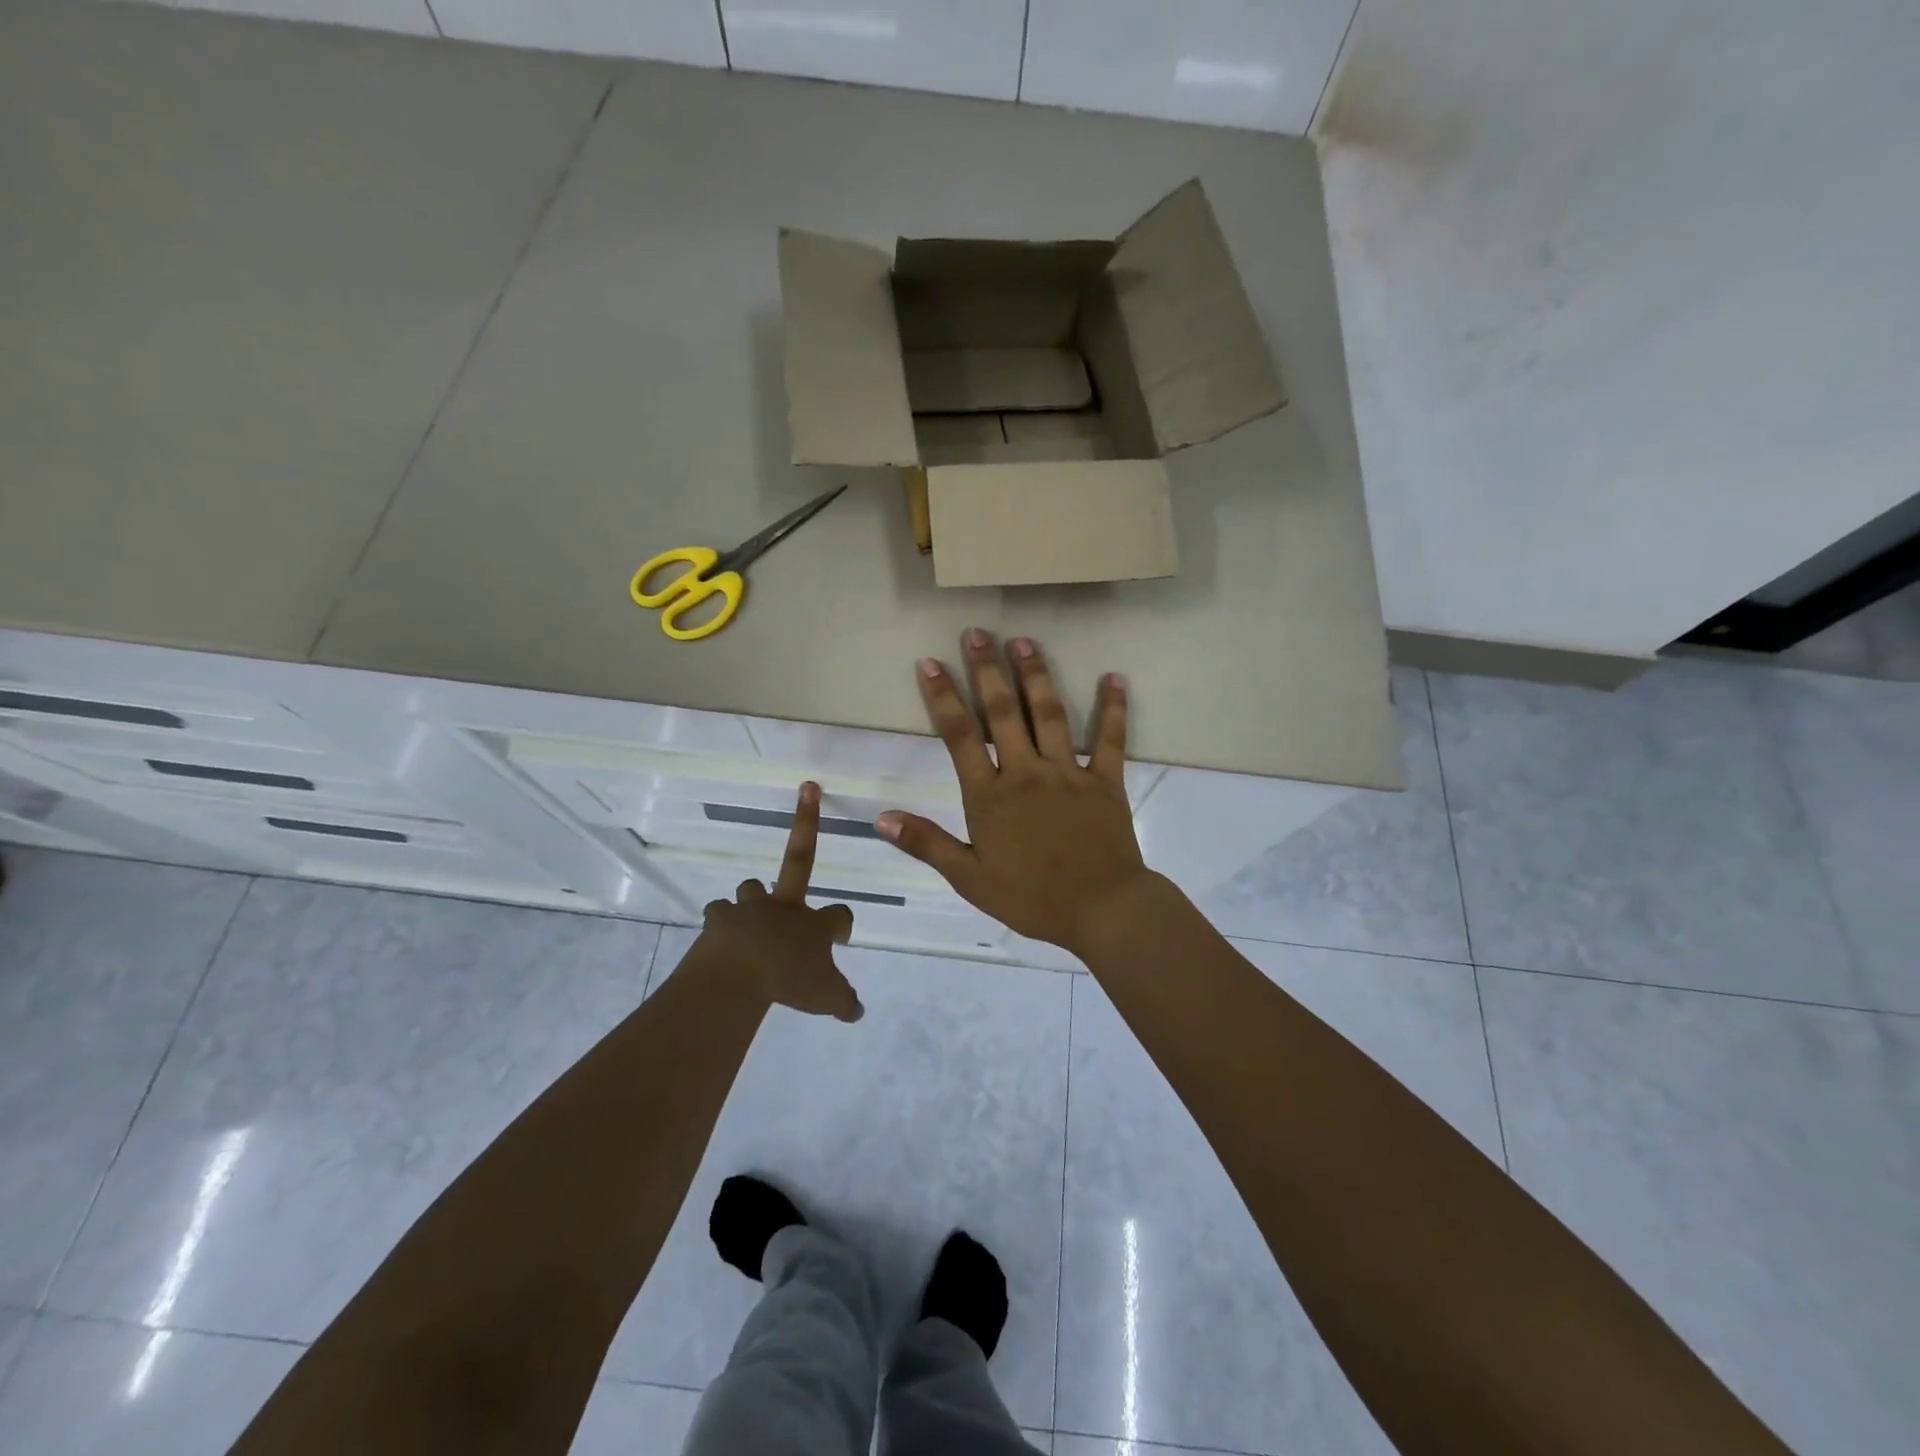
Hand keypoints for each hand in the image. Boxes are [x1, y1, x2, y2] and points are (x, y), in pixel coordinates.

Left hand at [692, 782, 862, 1021]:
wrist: (738, 972)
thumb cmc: (789, 981)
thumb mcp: (827, 999)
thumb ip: (844, 1002)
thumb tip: (857, 1011)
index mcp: (813, 924)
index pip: (840, 914)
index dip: (843, 923)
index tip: (842, 932)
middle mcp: (784, 907)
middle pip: (795, 865)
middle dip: (805, 825)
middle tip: (807, 800)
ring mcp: (749, 909)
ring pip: (751, 888)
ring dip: (751, 899)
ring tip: (747, 918)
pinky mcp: (718, 920)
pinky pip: (718, 916)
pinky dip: (720, 925)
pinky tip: (719, 941)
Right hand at [876, 629, 1155, 953]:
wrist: (1101, 910)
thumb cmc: (1031, 898)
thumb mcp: (969, 878)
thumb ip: (927, 844)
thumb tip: (880, 818)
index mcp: (990, 795)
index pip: (960, 736)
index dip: (943, 697)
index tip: (930, 662)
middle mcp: (1027, 772)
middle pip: (1004, 711)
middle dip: (987, 669)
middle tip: (978, 632)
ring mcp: (1069, 772)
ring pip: (1050, 714)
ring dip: (1036, 675)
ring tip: (1024, 642)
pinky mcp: (1106, 780)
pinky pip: (1110, 739)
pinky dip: (1112, 707)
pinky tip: (1114, 677)